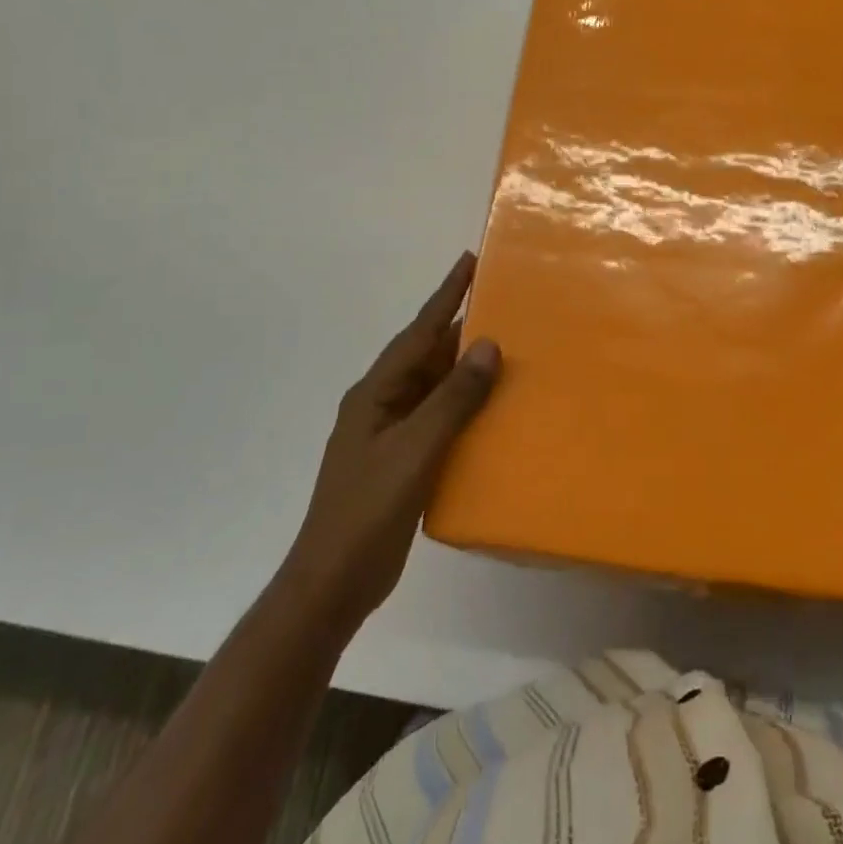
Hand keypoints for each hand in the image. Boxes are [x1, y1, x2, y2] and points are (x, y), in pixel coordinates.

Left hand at [289, 252, 500, 628]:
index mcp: (376, 392)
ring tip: (509, 350)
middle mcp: (382, 404)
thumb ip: (453, 398)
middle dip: (462, 330)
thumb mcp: (415, 450)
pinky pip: (440, 418)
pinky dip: (465, 407)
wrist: (333, 582)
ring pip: (435, 388)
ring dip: (466, 370)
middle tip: (506, 306)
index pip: (418, 333)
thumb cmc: (368, 510)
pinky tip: (493, 409)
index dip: (445, 296)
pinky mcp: (403, 460)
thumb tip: (488, 345)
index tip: (469, 261)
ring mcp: (391, 434)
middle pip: (427, 356)